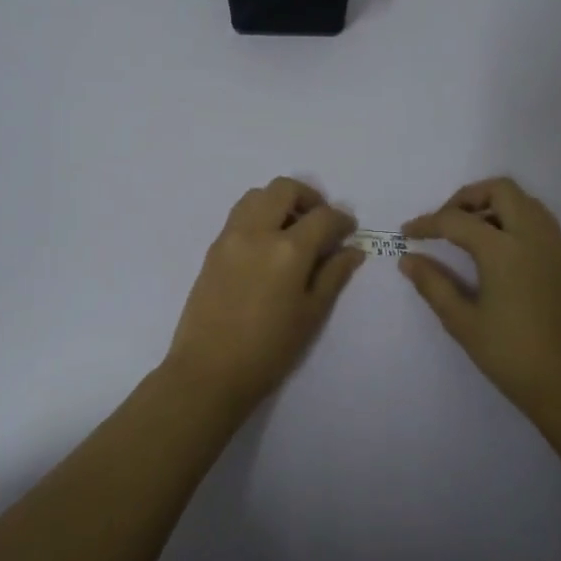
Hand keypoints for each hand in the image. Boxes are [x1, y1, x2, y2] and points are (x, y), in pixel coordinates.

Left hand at [164, 178, 365, 407]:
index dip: (341, 220)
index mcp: (288, 249)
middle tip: (320, 221)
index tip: (349, 230)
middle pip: (284, 189)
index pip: (322, 217)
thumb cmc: (268, 350)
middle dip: (309, 197)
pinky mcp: (213, 248)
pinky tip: (268, 245)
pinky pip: (239, 215)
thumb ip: (333, 275)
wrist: (208, 372)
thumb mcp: (311, 314)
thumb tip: (352, 249)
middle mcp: (257, 232)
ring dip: (279, 201)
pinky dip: (259, 215)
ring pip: (257, 195)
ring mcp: (230, 237)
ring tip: (292, 229)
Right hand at [401, 177, 560, 420]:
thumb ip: (433, 284)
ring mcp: (559, 247)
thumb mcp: (464, 323)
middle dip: (467, 198)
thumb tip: (408, 259)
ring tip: (472, 235)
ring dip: (495, 206)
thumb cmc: (512, 357)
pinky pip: (542, 224)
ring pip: (526, 202)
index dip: (427, 223)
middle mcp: (535, 236)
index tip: (407, 233)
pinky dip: (517, 223)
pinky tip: (503, 256)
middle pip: (500, 190)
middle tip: (446, 222)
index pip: (457, 220)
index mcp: (504, 250)